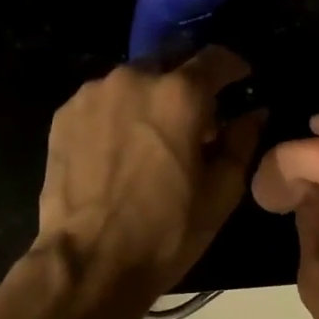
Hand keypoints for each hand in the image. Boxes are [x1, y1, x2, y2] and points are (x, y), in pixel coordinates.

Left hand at [35, 47, 266, 318]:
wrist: (88, 260)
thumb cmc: (165, 231)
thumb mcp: (220, 193)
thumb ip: (242, 142)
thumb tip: (254, 113)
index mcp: (179, 94)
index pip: (216, 57)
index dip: (234, 67)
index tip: (241, 80)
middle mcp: (133, 78)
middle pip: (170, 61)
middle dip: (187, 81)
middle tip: (195, 117)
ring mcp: (92, 94)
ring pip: (132, 81)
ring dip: (149, 98)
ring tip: (152, 136)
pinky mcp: (64, 115)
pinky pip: (102, 101)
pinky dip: (117, 114)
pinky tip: (119, 149)